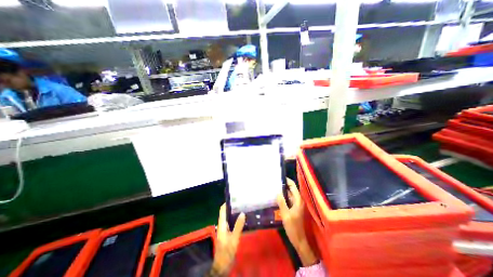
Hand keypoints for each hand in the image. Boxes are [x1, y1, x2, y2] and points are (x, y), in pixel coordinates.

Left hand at [209, 202, 244, 275]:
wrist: (222, 265)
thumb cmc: (227, 251)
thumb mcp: (234, 238)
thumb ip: (238, 226)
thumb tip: (242, 213)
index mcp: (222, 224)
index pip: (222, 210)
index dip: (227, 203)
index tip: (234, 198)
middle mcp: (222, 225)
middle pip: (226, 213)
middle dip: (233, 207)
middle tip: (242, 202)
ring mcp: (225, 229)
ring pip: (230, 218)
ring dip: (235, 213)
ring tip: (244, 208)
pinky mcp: (228, 234)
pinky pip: (232, 223)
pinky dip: (237, 219)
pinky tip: (243, 219)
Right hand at [275, 179, 316, 267]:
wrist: (298, 239)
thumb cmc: (293, 227)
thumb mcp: (286, 215)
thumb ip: (282, 203)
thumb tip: (277, 192)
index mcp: (298, 200)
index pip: (293, 186)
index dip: (287, 181)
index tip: (279, 177)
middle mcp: (298, 200)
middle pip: (291, 189)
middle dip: (283, 185)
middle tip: (274, 181)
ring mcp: (295, 204)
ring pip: (289, 194)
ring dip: (282, 191)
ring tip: (273, 187)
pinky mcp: (292, 208)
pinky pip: (287, 199)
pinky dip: (282, 197)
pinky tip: (276, 196)